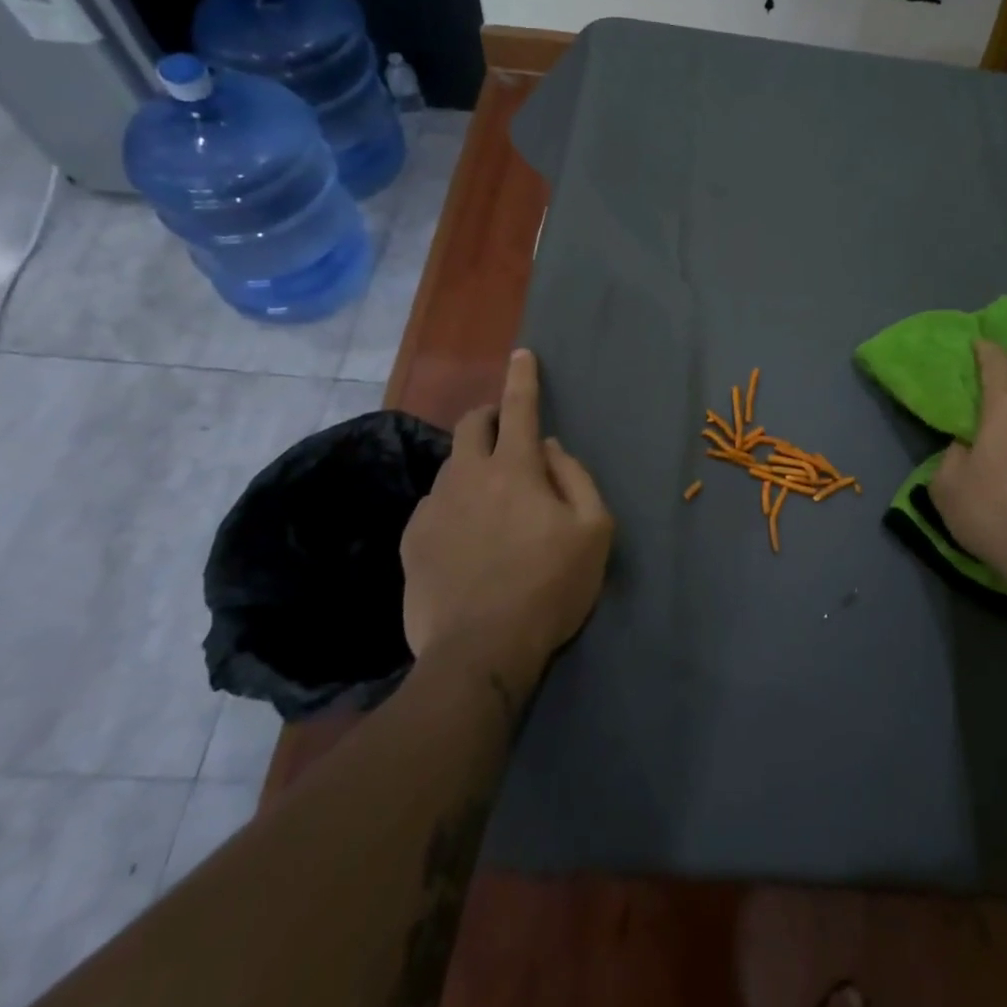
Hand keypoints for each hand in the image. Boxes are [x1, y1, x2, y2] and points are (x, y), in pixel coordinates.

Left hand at [400, 350, 613, 674]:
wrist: (480, 652)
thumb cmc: (549, 588)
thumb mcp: (594, 530)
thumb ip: (575, 477)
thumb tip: (549, 447)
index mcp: (515, 469)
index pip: (520, 407)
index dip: (523, 377)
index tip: (521, 353)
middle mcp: (468, 476)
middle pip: (472, 424)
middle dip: (491, 416)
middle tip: (508, 434)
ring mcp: (434, 508)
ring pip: (452, 465)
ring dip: (474, 466)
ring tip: (493, 502)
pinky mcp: (413, 540)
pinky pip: (435, 504)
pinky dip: (455, 504)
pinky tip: (467, 538)